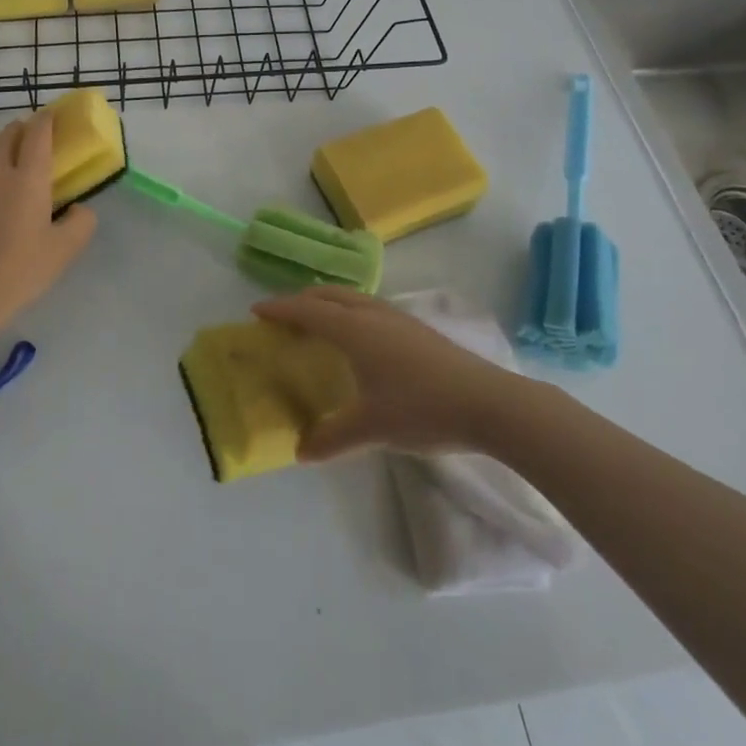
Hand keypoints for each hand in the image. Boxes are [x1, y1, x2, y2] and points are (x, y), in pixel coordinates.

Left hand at [0, 110, 95, 334]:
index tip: (51, 116)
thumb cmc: (20, 271)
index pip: (37, 134)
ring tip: (1, 153)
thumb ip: (81, 222)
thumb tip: (79, 208)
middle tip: (30, 136)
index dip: (46, 120)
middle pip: (6, 134)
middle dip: (21, 129)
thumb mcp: (65, 250)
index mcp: (28, 178)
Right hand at [253, 287, 517, 459]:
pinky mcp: (417, 329)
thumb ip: (333, 437)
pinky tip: (360, 337)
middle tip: (283, 315)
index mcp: (355, 330)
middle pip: (329, 295)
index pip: (308, 311)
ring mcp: (398, 318)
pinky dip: (349, 311)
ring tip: (317, 321)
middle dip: (302, 300)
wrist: (488, 403)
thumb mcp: (373, 428)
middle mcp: (373, 314)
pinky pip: (369, 308)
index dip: (280, 309)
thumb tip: (301, 451)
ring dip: (328, 303)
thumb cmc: (422, 408)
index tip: (256, 311)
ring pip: (352, 298)